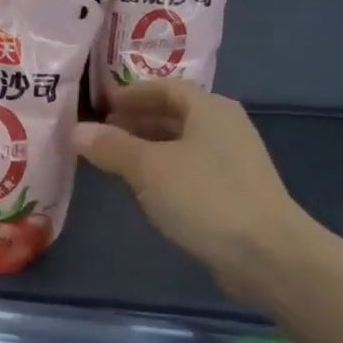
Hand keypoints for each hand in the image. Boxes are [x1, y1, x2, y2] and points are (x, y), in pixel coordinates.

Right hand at [74, 82, 324, 303]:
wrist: (265, 254)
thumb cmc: (204, 197)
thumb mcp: (148, 168)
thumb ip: (111, 146)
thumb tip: (76, 130)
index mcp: (209, 109)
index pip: (165, 88)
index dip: (130, 94)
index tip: (99, 105)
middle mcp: (225, 127)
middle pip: (174, 114)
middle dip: (135, 120)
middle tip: (99, 132)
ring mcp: (232, 160)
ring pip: (181, 143)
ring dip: (146, 147)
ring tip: (112, 159)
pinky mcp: (233, 191)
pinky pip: (189, 168)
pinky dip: (162, 169)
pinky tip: (142, 188)